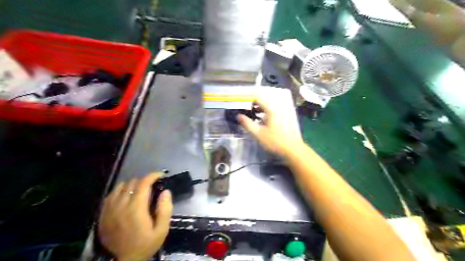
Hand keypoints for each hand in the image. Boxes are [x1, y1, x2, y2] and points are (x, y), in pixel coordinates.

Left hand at [98, 174, 172, 260]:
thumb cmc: (146, 244)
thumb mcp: (162, 230)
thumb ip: (165, 210)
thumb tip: (166, 192)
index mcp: (136, 208)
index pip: (143, 183)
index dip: (153, 175)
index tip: (160, 175)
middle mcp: (121, 205)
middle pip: (132, 182)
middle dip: (144, 181)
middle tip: (153, 187)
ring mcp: (109, 209)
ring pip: (120, 186)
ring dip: (132, 185)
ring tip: (139, 191)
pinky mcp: (103, 214)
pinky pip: (111, 195)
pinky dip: (120, 191)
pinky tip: (126, 197)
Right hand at [237, 93, 302, 158]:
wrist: (293, 149)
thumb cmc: (275, 141)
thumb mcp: (258, 133)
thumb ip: (248, 124)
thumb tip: (239, 116)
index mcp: (271, 109)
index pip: (258, 97)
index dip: (248, 99)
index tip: (241, 104)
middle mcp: (277, 108)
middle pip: (263, 101)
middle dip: (253, 104)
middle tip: (245, 110)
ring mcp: (282, 113)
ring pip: (268, 106)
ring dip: (259, 108)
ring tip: (252, 115)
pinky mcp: (285, 118)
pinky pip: (272, 111)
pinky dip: (265, 112)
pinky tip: (262, 120)